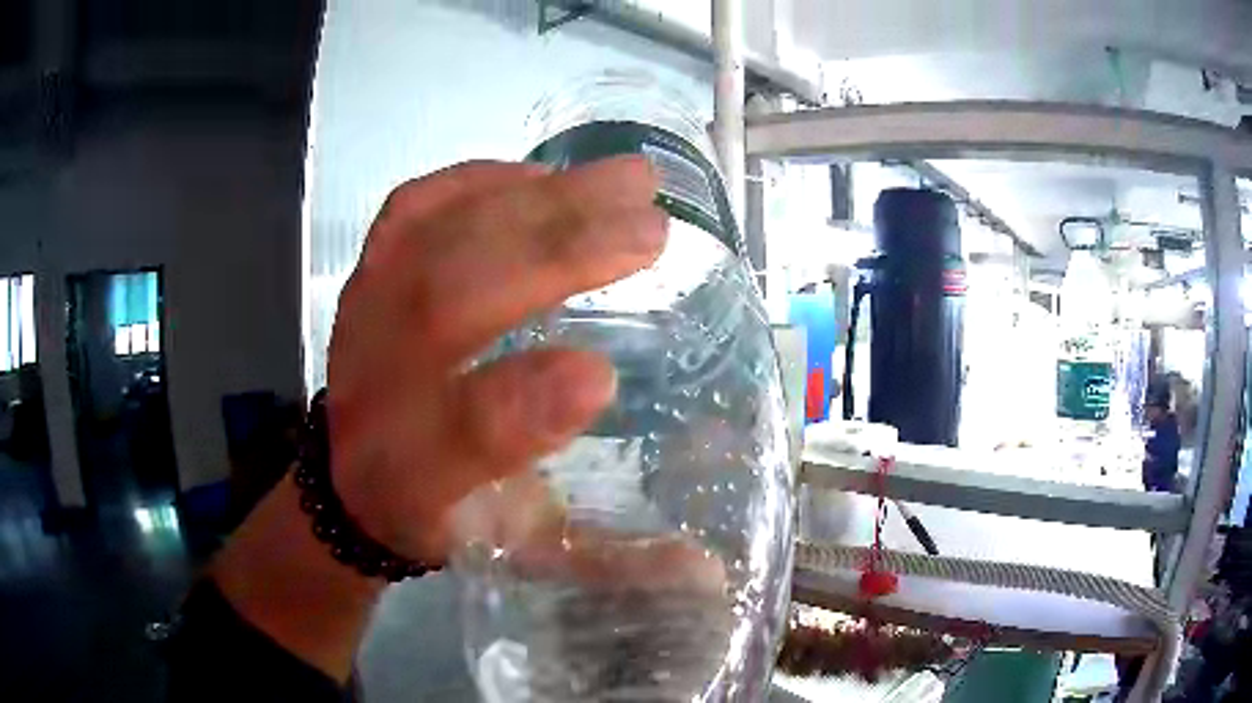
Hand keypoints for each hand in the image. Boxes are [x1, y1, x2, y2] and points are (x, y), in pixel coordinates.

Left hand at [326, 157, 667, 564]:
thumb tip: (705, 570)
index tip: (603, 377)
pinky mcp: (369, 274)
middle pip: (446, 307)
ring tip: (623, 181)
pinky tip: (542, 173)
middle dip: (550, 260)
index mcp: (410, 475)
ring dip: (534, 202)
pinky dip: (481, 179)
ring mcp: (366, 316)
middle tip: (650, 227)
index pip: (458, 441)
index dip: (525, 409)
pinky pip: (414, 208)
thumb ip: (604, 561)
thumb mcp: (514, 556)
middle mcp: (374, 389)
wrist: (348, 479)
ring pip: (435, 241)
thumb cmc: (441, 511)